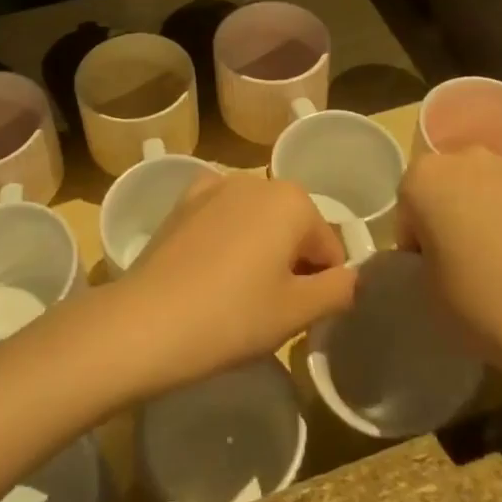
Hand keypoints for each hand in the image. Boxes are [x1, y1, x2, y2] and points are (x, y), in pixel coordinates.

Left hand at [119, 171, 355, 394]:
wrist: (147, 322)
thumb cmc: (234, 317)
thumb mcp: (298, 312)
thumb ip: (339, 290)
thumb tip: (353, 278)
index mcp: (293, 200)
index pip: (329, 248)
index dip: (322, 285)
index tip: (299, 316)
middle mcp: (257, 180)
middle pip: (293, 227)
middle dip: (291, 263)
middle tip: (268, 308)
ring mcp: (215, 186)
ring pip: (257, 220)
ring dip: (259, 249)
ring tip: (236, 294)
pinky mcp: (183, 201)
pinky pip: (221, 217)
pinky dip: (225, 236)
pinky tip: (209, 269)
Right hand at [398, 149, 501, 382]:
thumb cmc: (484, 303)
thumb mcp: (428, 291)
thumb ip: (423, 259)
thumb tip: (438, 255)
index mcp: (424, 178)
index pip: (407, 207)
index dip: (414, 242)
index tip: (430, 273)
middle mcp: (466, 159)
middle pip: (446, 186)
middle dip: (449, 216)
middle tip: (462, 263)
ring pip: (485, 188)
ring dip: (485, 214)